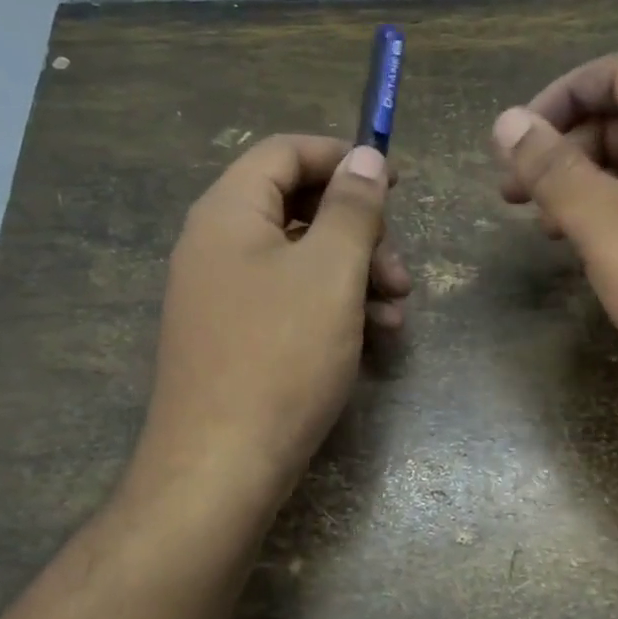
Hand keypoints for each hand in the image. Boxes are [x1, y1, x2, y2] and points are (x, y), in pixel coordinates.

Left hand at [129, 135, 409, 513]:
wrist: (221, 466)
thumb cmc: (281, 356)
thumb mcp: (330, 272)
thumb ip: (352, 207)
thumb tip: (366, 157)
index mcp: (229, 212)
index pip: (285, 152)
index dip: (342, 158)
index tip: (395, 182)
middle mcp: (217, 244)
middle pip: (298, 208)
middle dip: (360, 233)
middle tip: (400, 271)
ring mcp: (223, 294)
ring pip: (302, 260)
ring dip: (357, 275)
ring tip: (397, 313)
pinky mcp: (236, 336)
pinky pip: (291, 301)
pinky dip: (334, 308)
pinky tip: (373, 338)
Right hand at [493, 52, 617, 443]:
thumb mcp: (604, 221)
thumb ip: (552, 168)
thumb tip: (507, 121)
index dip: (564, 92)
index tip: (520, 139)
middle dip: (563, 146)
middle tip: (515, 193)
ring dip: (581, 187)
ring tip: (543, 227)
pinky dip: (609, 221)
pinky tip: (585, 254)